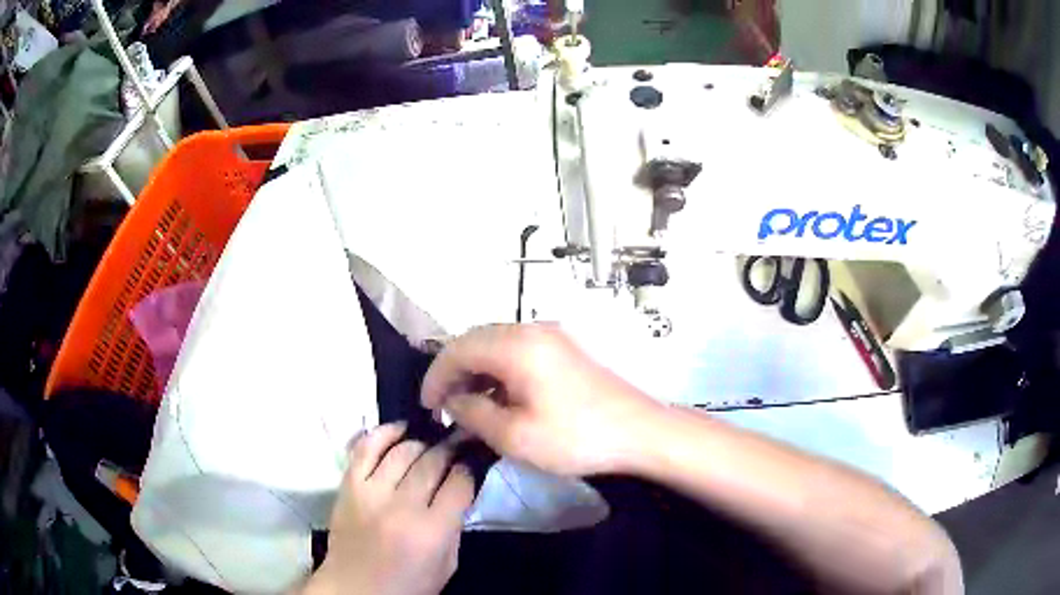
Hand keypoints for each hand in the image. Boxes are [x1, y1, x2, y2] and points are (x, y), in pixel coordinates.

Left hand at [303, 422, 474, 594]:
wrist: (355, 589)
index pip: (459, 483)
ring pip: (403, 450)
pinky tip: (399, 430)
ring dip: (422, 441)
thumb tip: (460, 489)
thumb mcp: (446, 565)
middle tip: (458, 443)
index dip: (469, 468)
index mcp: (431, 531)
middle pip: (433, 460)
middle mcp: (401, 506)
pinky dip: (384, 433)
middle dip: (450, 448)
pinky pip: (365, 447)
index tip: (472, 462)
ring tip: (431, 440)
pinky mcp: (349, 485)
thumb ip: (455, 527)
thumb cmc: (408, 586)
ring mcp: (371, 492)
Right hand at [421, 324, 661, 476]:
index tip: (426, 406)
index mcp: (517, 345)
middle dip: (453, 371)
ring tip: (468, 404)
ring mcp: (552, 335)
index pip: (457, 349)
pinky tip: (499, 396)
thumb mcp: (515, 436)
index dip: (435, 376)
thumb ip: (473, 414)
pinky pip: (518, 349)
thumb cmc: (577, 437)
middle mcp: (532, 329)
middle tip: (444, 406)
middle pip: (475, 340)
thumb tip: (453, 401)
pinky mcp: (565, 347)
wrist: (640, 431)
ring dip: (476, 370)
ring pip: (496, 343)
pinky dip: (499, 369)